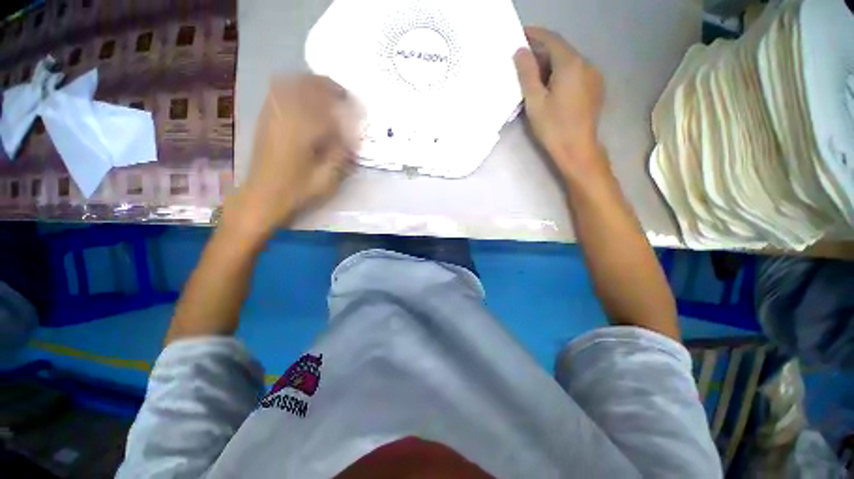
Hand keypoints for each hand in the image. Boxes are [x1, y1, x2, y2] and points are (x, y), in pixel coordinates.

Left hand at [226, 75, 358, 239]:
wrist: (262, 196)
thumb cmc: (297, 190)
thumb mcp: (326, 179)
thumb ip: (341, 155)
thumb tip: (351, 138)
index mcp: (303, 131)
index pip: (326, 105)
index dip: (343, 103)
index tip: (354, 106)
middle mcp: (285, 116)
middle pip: (306, 85)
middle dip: (327, 85)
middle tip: (341, 95)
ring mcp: (271, 115)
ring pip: (290, 84)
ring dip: (310, 84)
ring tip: (324, 93)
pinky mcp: (264, 119)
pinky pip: (277, 92)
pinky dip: (293, 88)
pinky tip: (303, 98)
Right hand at [514, 27, 605, 178]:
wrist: (577, 149)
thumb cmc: (553, 127)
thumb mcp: (534, 101)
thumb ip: (527, 73)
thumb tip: (520, 52)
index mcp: (570, 64)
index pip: (552, 39)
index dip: (535, 34)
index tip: (520, 34)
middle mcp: (586, 64)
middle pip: (561, 50)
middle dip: (542, 52)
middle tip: (523, 60)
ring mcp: (593, 76)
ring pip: (569, 62)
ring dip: (551, 64)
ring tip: (534, 76)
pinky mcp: (594, 88)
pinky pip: (576, 73)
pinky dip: (561, 73)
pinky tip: (551, 87)